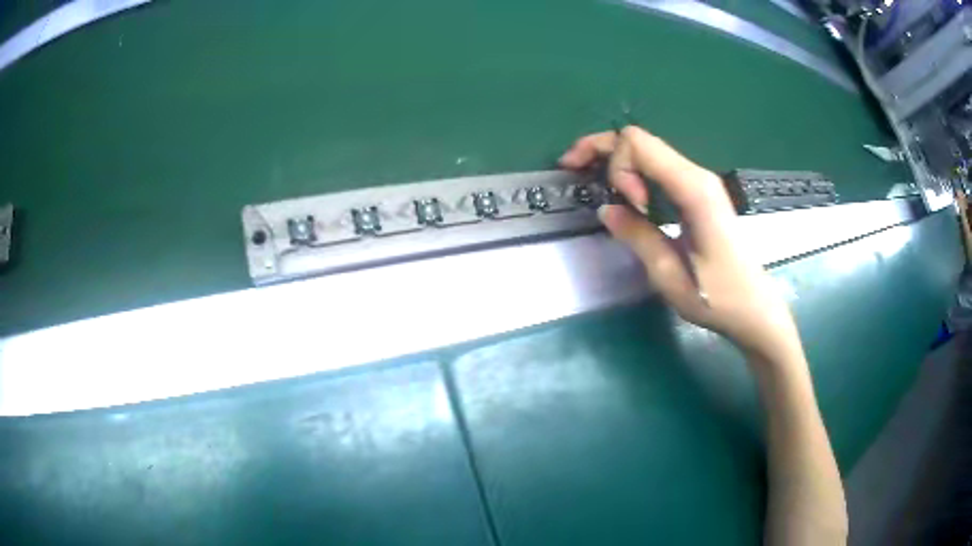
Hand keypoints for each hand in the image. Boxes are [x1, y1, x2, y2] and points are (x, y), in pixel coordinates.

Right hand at [560, 126, 801, 363]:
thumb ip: (637, 237)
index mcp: (694, 190)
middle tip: (571, 166)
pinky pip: (659, 168)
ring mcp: (700, 182)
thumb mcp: (670, 276)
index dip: (618, 166)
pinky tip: (622, 192)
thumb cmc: (718, 299)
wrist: (755, 309)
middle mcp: (697, 176)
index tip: (628, 208)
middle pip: (641, 140)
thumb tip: (606, 209)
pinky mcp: (699, 194)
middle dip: (603, 148)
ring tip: (592, 180)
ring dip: (616, 160)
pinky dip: (633, 172)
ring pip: (648, 151)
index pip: (639, 145)